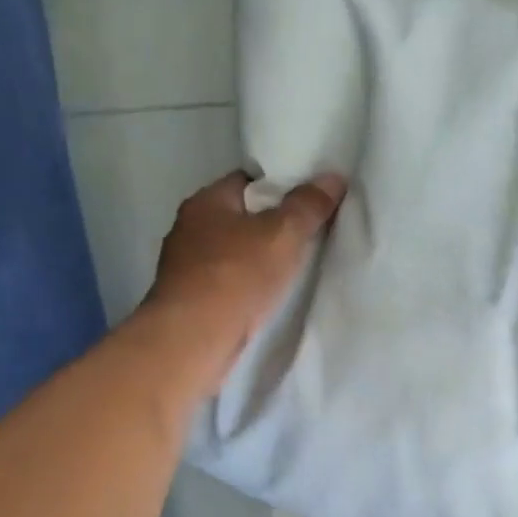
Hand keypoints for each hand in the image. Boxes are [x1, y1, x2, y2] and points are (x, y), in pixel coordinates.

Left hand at [141, 170, 346, 391]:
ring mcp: (184, 266)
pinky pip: (226, 281)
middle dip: (270, 224)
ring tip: (292, 267)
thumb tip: (333, 177)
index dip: (279, 186)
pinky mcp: (188, 299)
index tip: (308, 201)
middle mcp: (189, 228)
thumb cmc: (237, 276)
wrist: (193, 339)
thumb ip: (308, 205)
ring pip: (231, 251)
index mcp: (206, 202)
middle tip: (308, 234)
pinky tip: (266, 296)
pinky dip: (245, 284)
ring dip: (256, 257)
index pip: (246, 181)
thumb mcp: (283, 235)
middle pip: (239, 216)